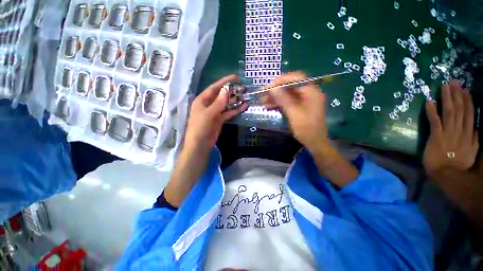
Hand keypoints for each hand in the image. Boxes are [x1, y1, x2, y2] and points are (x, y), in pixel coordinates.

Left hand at [184, 75, 248, 152]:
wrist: (200, 145)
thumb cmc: (200, 127)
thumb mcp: (209, 114)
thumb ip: (218, 102)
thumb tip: (227, 90)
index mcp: (202, 100)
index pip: (214, 88)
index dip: (224, 82)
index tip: (235, 77)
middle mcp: (209, 104)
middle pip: (221, 95)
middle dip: (231, 91)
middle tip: (243, 87)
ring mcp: (215, 112)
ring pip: (226, 104)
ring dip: (235, 100)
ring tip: (245, 95)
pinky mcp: (220, 119)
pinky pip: (229, 112)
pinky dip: (236, 110)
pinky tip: (244, 106)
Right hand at [264, 72, 327, 150]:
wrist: (315, 142)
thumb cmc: (306, 128)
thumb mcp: (294, 113)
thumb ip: (283, 99)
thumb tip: (272, 88)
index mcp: (311, 92)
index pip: (296, 78)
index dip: (281, 80)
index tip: (269, 86)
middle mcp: (308, 93)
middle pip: (290, 87)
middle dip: (276, 90)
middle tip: (263, 94)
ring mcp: (303, 100)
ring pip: (287, 95)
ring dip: (275, 97)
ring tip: (263, 101)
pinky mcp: (299, 107)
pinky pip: (287, 102)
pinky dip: (279, 103)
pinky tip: (269, 106)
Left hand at [423, 80, 478, 176]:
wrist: (447, 173)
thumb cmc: (458, 163)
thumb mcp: (472, 151)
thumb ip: (475, 138)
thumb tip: (476, 126)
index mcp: (469, 134)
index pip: (469, 113)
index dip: (467, 100)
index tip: (464, 89)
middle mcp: (460, 130)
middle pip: (460, 109)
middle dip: (457, 94)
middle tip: (453, 82)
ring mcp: (448, 133)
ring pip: (449, 112)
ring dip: (447, 98)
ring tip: (444, 86)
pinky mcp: (436, 136)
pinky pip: (434, 121)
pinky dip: (432, 111)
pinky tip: (429, 101)